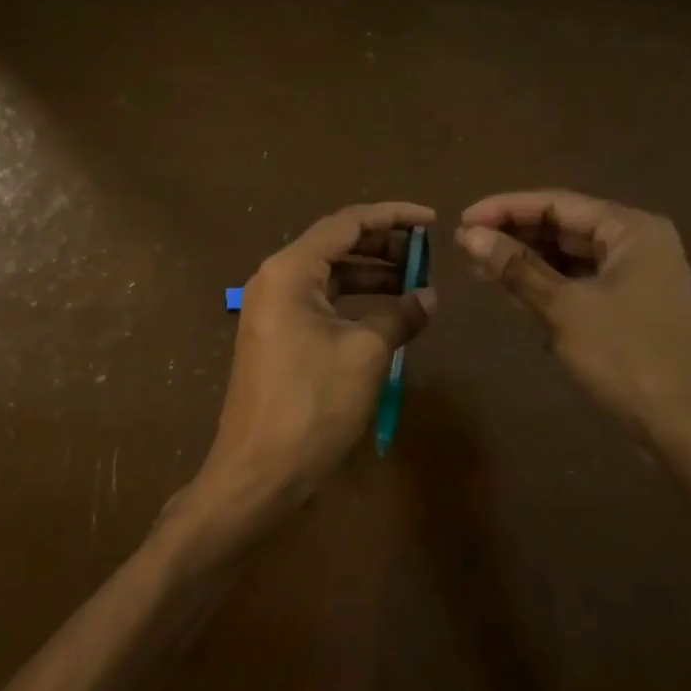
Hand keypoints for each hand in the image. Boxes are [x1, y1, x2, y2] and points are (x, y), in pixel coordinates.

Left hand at [187, 202, 436, 529]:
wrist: (257, 473)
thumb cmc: (312, 405)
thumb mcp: (366, 354)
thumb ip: (401, 316)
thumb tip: (430, 297)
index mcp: (290, 270)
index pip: (347, 223)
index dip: (393, 217)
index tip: (432, 221)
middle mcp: (276, 278)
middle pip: (337, 244)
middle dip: (384, 246)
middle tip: (427, 255)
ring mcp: (273, 308)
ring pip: (330, 274)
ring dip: (372, 274)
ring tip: (415, 284)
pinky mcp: (278, 334)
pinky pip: (322, 301)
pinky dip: (355, 301)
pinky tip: (387, 313)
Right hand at [456, 190, 690, 458]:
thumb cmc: (629, 358)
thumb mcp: (565, 308)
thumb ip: (517, 267)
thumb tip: (470, 235)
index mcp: (632, 229)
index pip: (556, 203)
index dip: (505, 209)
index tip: (461, 220)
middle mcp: (639, 244)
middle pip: (565, 227)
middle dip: (515, 236)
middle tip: (465, 247)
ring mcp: (640, 278)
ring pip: (572, 258)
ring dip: (528, 263)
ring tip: (480, 269)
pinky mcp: (634, 310)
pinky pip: (583, 285)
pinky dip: (550, 287)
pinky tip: (515, 296)